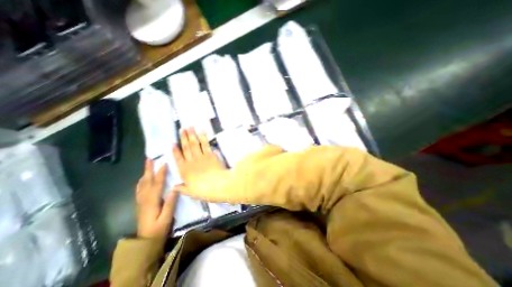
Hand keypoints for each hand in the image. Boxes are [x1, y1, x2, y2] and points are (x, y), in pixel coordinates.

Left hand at [136, 159, 177, 239]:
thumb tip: (175, 188)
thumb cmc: (158, 230)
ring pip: (141, 184)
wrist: (144, 242)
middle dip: (148, 169)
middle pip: (146, 181)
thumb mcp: (166, 218)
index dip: (160, 173)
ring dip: (144, 173)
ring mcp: (141, 201)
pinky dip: (141, 182)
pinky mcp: (140, 204)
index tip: (164, 163)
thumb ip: (170, 203)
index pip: (157, 184)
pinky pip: (139, 189)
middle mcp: (144, 199)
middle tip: (149, 159)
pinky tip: (143, 179)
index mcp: (152, 201)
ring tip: (146, 165)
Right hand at [172, 128, 225, 197]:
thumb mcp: (191, 192)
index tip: (173, 143)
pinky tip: (202, 132)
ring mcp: (201, 156)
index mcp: (185, 170)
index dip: (175, 150)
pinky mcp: (210, 154)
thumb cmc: (204, 190)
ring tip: (190, 127)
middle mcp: (191, 161)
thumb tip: (174, 187)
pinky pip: (206, 145)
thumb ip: (182, 188)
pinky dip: (204, 138)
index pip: (178, 158)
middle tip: (182, 128)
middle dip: (184, 137)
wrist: (219, 185)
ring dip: (192, 135)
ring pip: (195, 144)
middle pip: (186, 147)